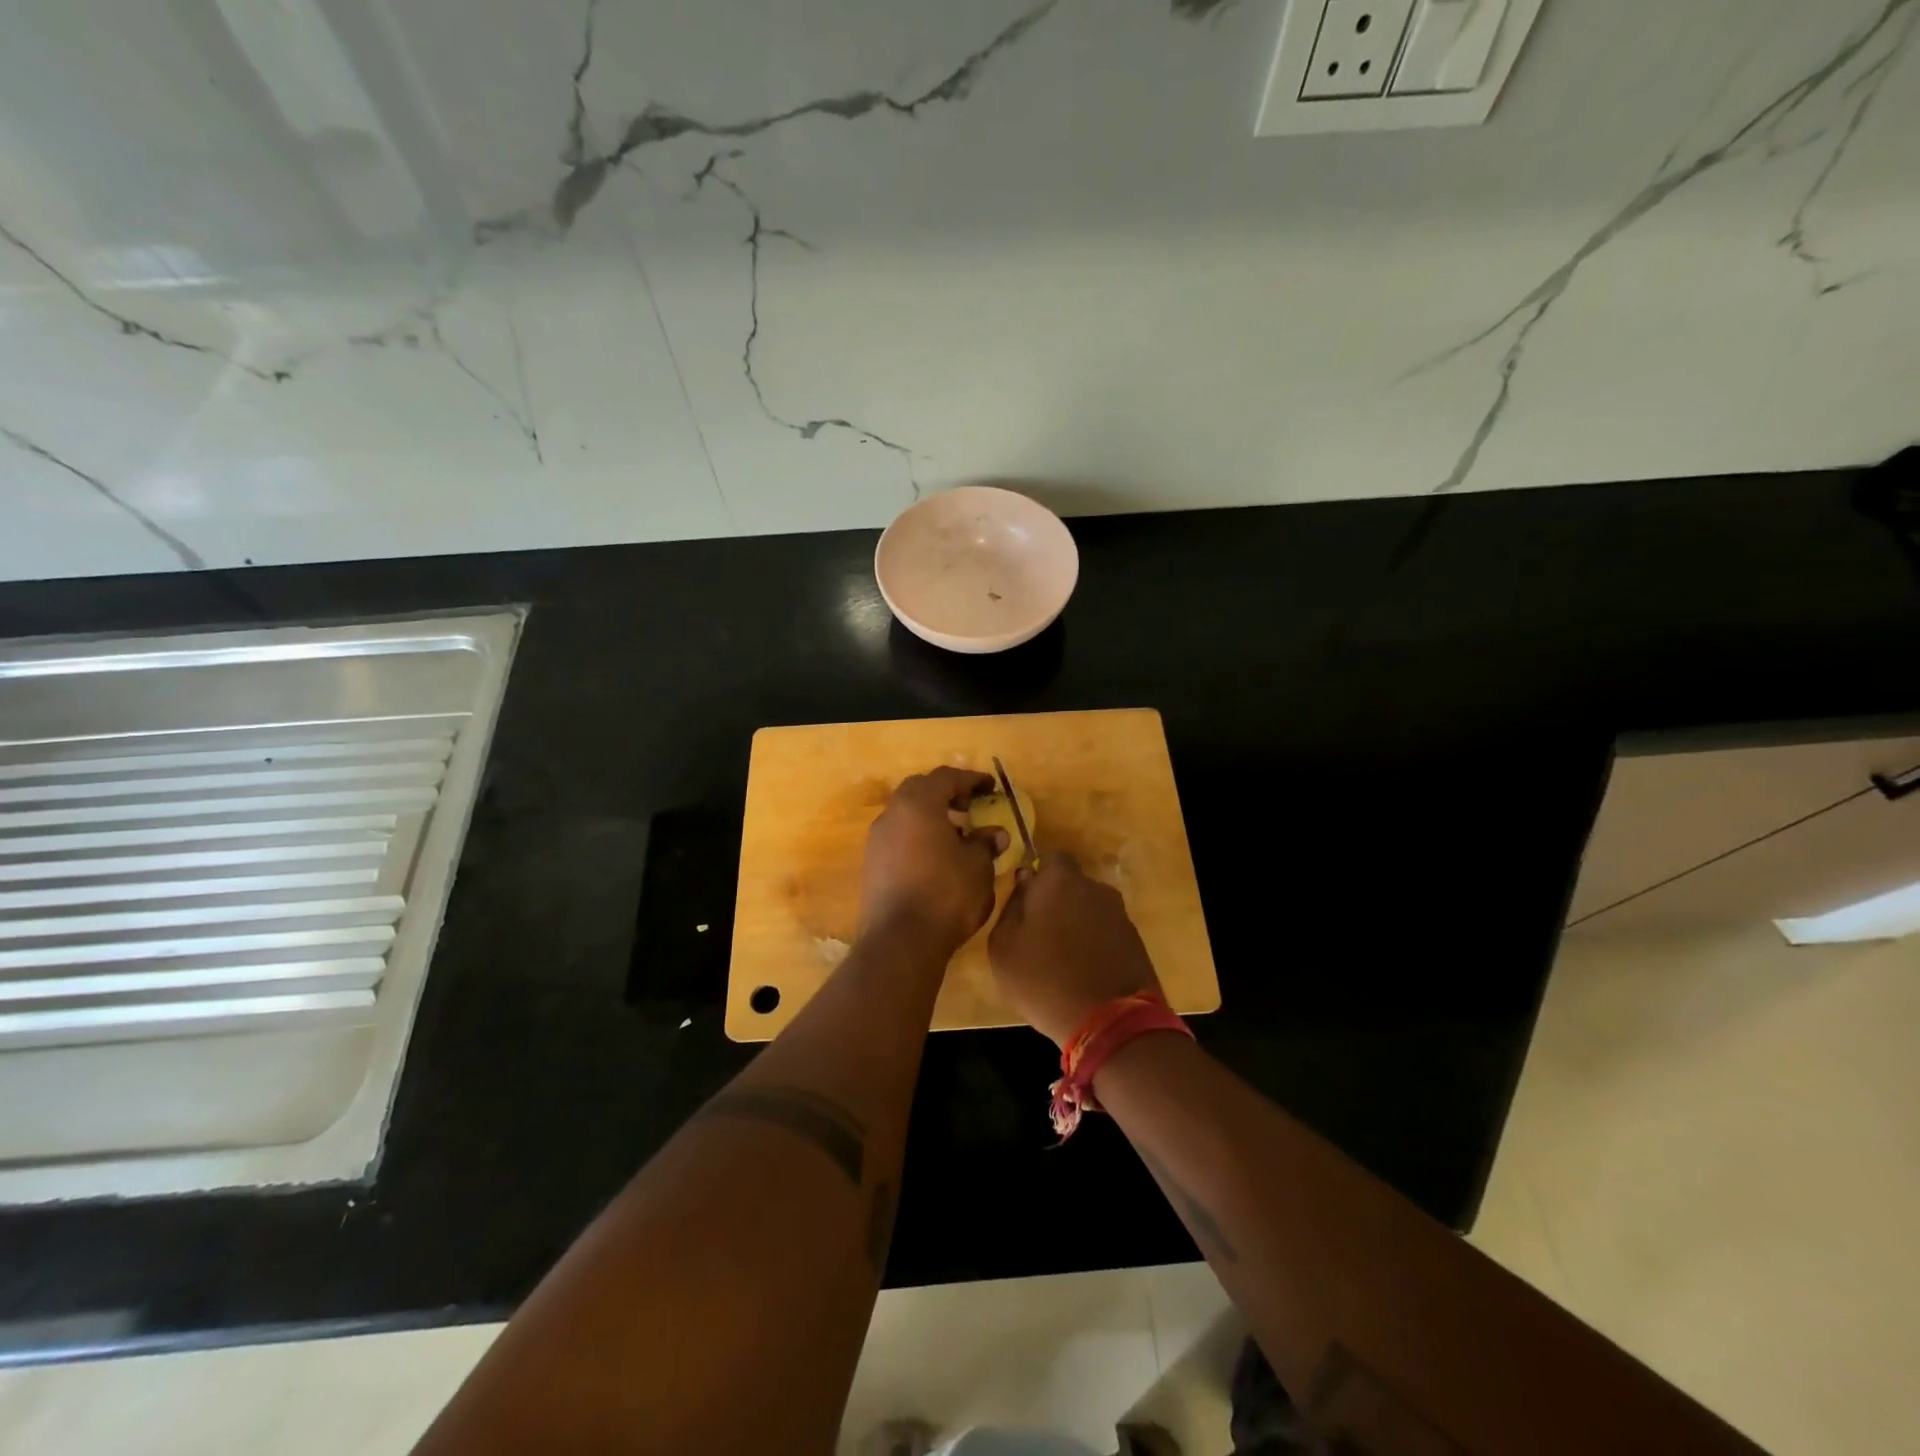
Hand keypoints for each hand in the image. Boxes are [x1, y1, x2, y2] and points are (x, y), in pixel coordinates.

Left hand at [858, 767, 1007, 955]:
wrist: (900, 941)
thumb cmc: (946, 895)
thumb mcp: (978, 867)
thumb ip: (985, 843)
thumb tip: (994, 834)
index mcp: (918, 804)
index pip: (945, 778)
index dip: (971, 779)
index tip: (990, 788)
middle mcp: (892, 814)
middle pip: (920, 790)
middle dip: (946, 793)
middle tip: (970, 806)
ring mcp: (877, 840)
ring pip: (906, 814)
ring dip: (931, 816)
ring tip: (957, 834)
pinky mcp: (872, 864)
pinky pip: (898, 837)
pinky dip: (918, 836)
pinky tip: (937, 857)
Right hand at [989, 853, 1163, 1046]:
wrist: (1110, 1022)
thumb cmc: (1044, 979)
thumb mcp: (1003, 946)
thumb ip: (1011, 906)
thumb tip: (1024, 882)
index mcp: (1060, 881)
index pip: (1050, 857)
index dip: (1037, 875)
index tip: (1025, 899)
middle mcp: (1095, 888)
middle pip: (1072, 885)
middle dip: (1056, 902)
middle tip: (1039, 934)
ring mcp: (1120, 915)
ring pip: (1090, 910)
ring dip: (1077, 925)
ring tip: (1061, 959)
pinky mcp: (1136, 943)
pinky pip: (1107, 934)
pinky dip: (1095, 945)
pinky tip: (1084, 973)